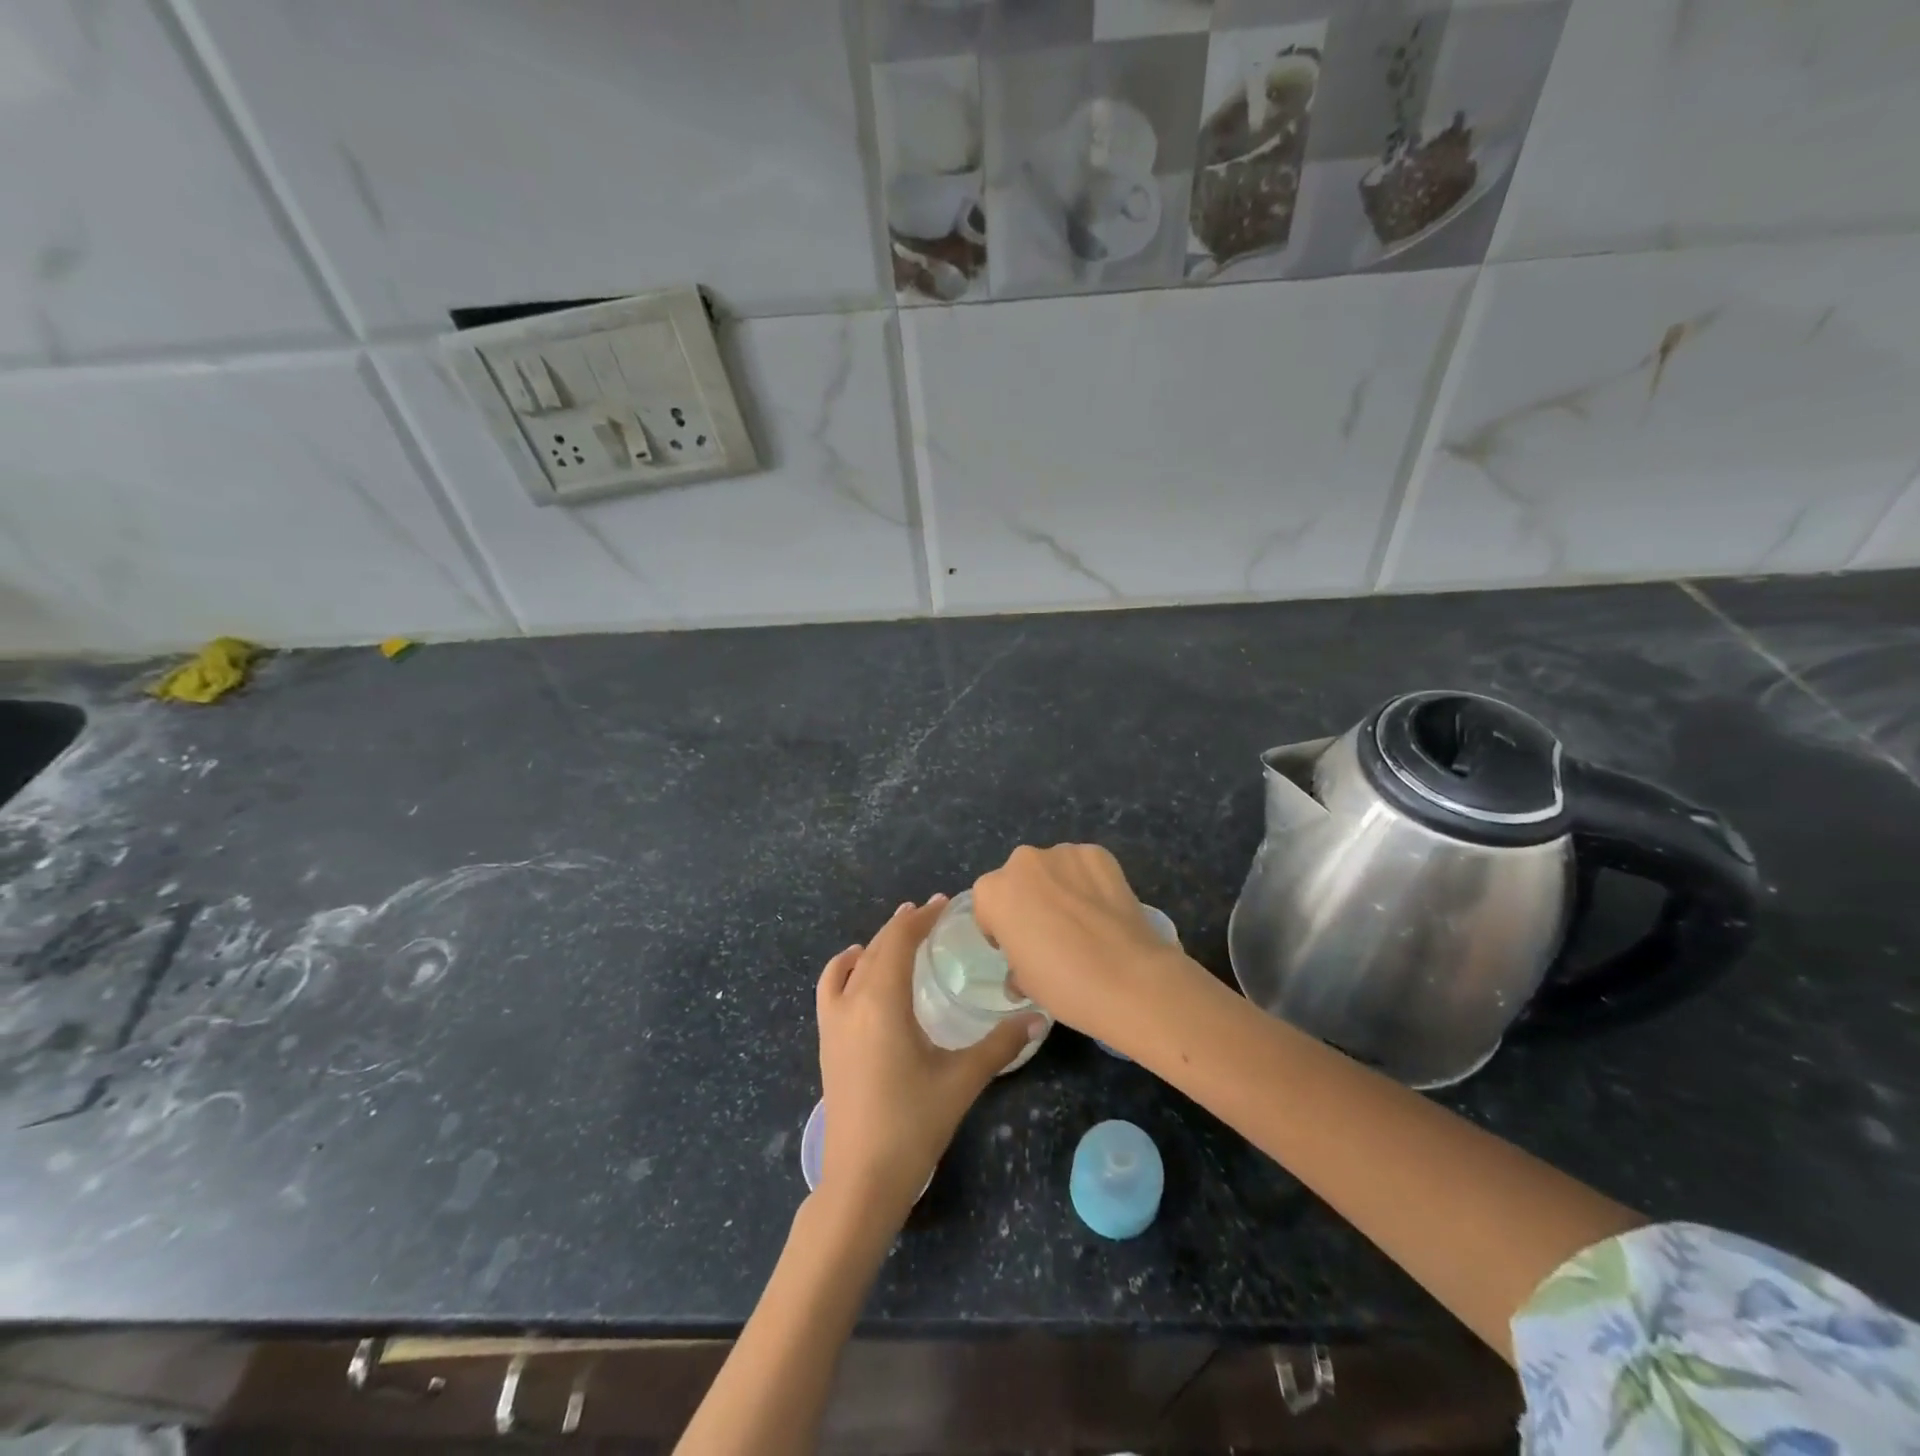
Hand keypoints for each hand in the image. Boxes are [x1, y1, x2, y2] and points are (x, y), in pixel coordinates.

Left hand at [815, 896, 1042, 1221]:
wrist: (860, 1180)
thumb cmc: (913, 1125)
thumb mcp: (961, 1080)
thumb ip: (1000, 1044)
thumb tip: (1039, 1017)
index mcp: (882, 1002)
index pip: (898, 941)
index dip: (921, 918)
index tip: (944, 903)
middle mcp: (852, 1002)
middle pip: (876, 947)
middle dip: (903, 925)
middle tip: (932, 915)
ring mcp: (833, 1022)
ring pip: (853, 964)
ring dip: (877, 943)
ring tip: (901, 932)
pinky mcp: (826, 1041)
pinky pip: (830, 987)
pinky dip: (844, 966)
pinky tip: (856, 966)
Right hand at [972, 844, 1197, 1051]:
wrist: (1129, 978)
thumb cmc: (1064, 984)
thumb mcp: (1024, 982)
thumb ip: (1015, 963)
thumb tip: (1022, 971)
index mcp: (994, 892)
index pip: (987, 905)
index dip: (1001, 928)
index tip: (1019, 948)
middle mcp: (1023, 862)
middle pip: (1019, 879)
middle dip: (1030, 899)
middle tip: (1051, 933)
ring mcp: (1063, 852)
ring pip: (1053, 869)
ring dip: (1060, 887)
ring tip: (1083, 921)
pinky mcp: (1098, 853)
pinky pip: (1084, 866)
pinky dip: (1089, 882)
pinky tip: (1104, 910)